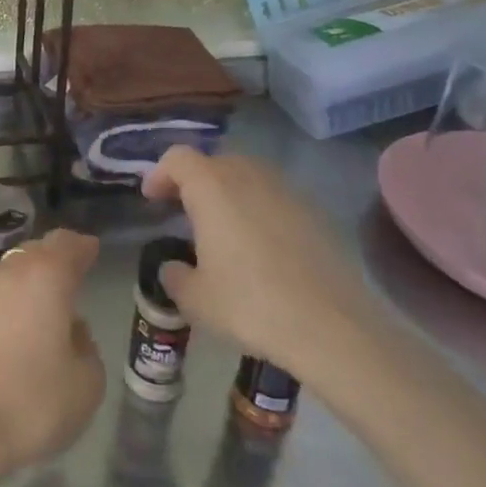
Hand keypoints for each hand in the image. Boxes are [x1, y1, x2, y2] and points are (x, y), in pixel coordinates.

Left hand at [0, 230, 106, 486]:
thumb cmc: (35, 401)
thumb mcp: (87, 380)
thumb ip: (86, 344)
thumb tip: (70, 328)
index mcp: (46, 277)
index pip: (67, 245)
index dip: (83, 247)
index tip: (93, 250)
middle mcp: (11, 273)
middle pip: (36, 251)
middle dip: (56, 257)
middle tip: (74, 271)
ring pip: (12, 269)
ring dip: (31, 276)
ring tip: (48, 297)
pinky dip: (11, 297)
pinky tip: (20, 318)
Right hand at [141, 147, 379, 376]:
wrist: (334, 328)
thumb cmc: (250, 305)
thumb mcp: (195, 299)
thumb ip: (175, 275)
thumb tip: (174, 267)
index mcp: (212, 188)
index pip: (178, 158)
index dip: (160, 173)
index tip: (152, 199)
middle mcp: (249, 178)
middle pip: (214, 162)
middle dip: (194, 181)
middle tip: (182, 211)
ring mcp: (287, 193)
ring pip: (248, 177)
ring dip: (228, 193)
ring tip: (220, 229)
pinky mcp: (316, 215)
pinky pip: (275, 199)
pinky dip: (258, 210)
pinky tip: (258, 248)